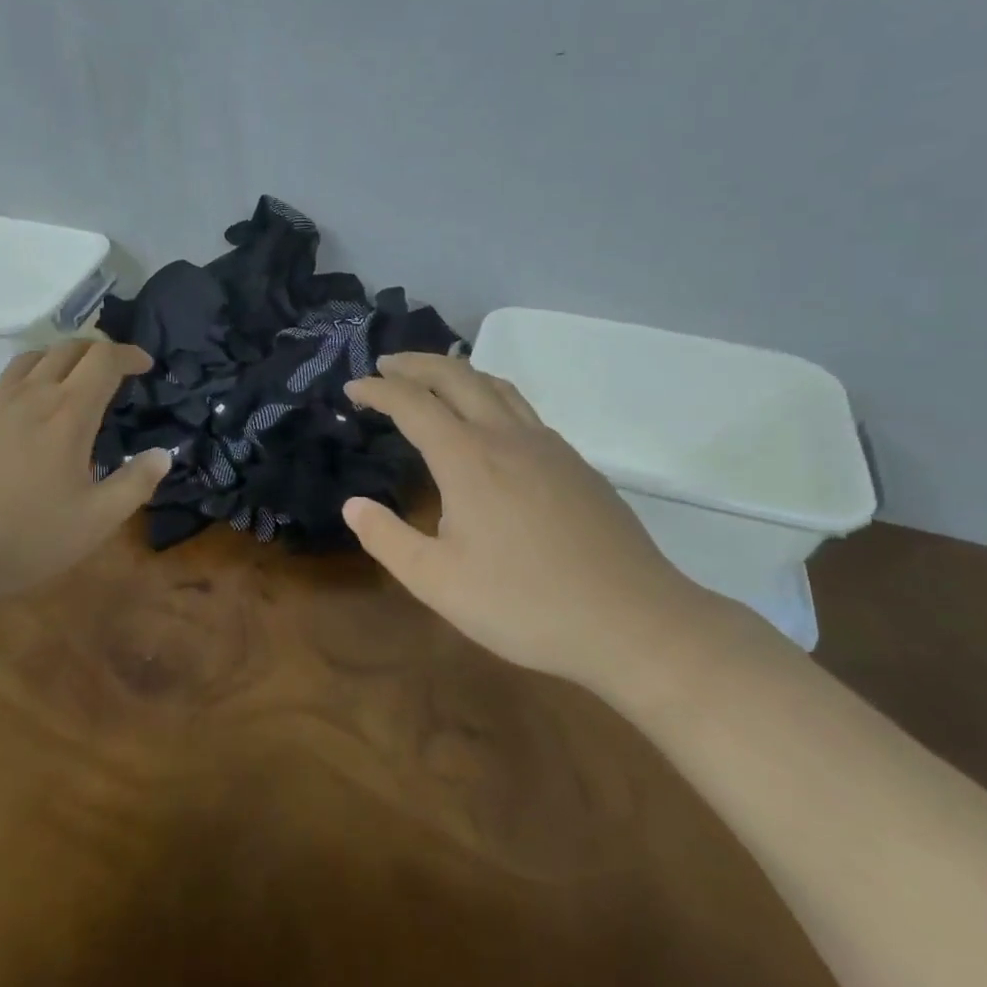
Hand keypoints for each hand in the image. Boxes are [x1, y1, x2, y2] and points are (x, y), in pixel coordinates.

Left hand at [0, 340, 169, 616]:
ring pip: (29, 359)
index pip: (104, 359)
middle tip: (111, 369)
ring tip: (68, 381)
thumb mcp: (92, 523)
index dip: (129, 354)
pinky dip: (22, 383)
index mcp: (68, 412)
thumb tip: (162, 454)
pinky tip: (19, 414)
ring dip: (57, 359)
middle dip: (96, 350)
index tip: (144, 364)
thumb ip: (133, 485)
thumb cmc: (18, 536)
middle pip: (67, 348)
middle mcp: (29, 394)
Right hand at [344, 353, 749, 699]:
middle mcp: (507, 437)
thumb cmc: (525, 604)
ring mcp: (548, 447)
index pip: (412, 404)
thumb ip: (387, 539)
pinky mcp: (576, 465)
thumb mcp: (437, 582)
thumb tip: (353, 505)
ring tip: (432, 379)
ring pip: (496, 386)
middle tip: (386, 366)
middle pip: (456, 376)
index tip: (352, 390)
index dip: (377, 391)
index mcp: (468, 458)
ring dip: (456, 372)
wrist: (633, 623)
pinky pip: (523, 410)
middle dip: (415, 364)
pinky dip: (490, 396)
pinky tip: (489, 425)